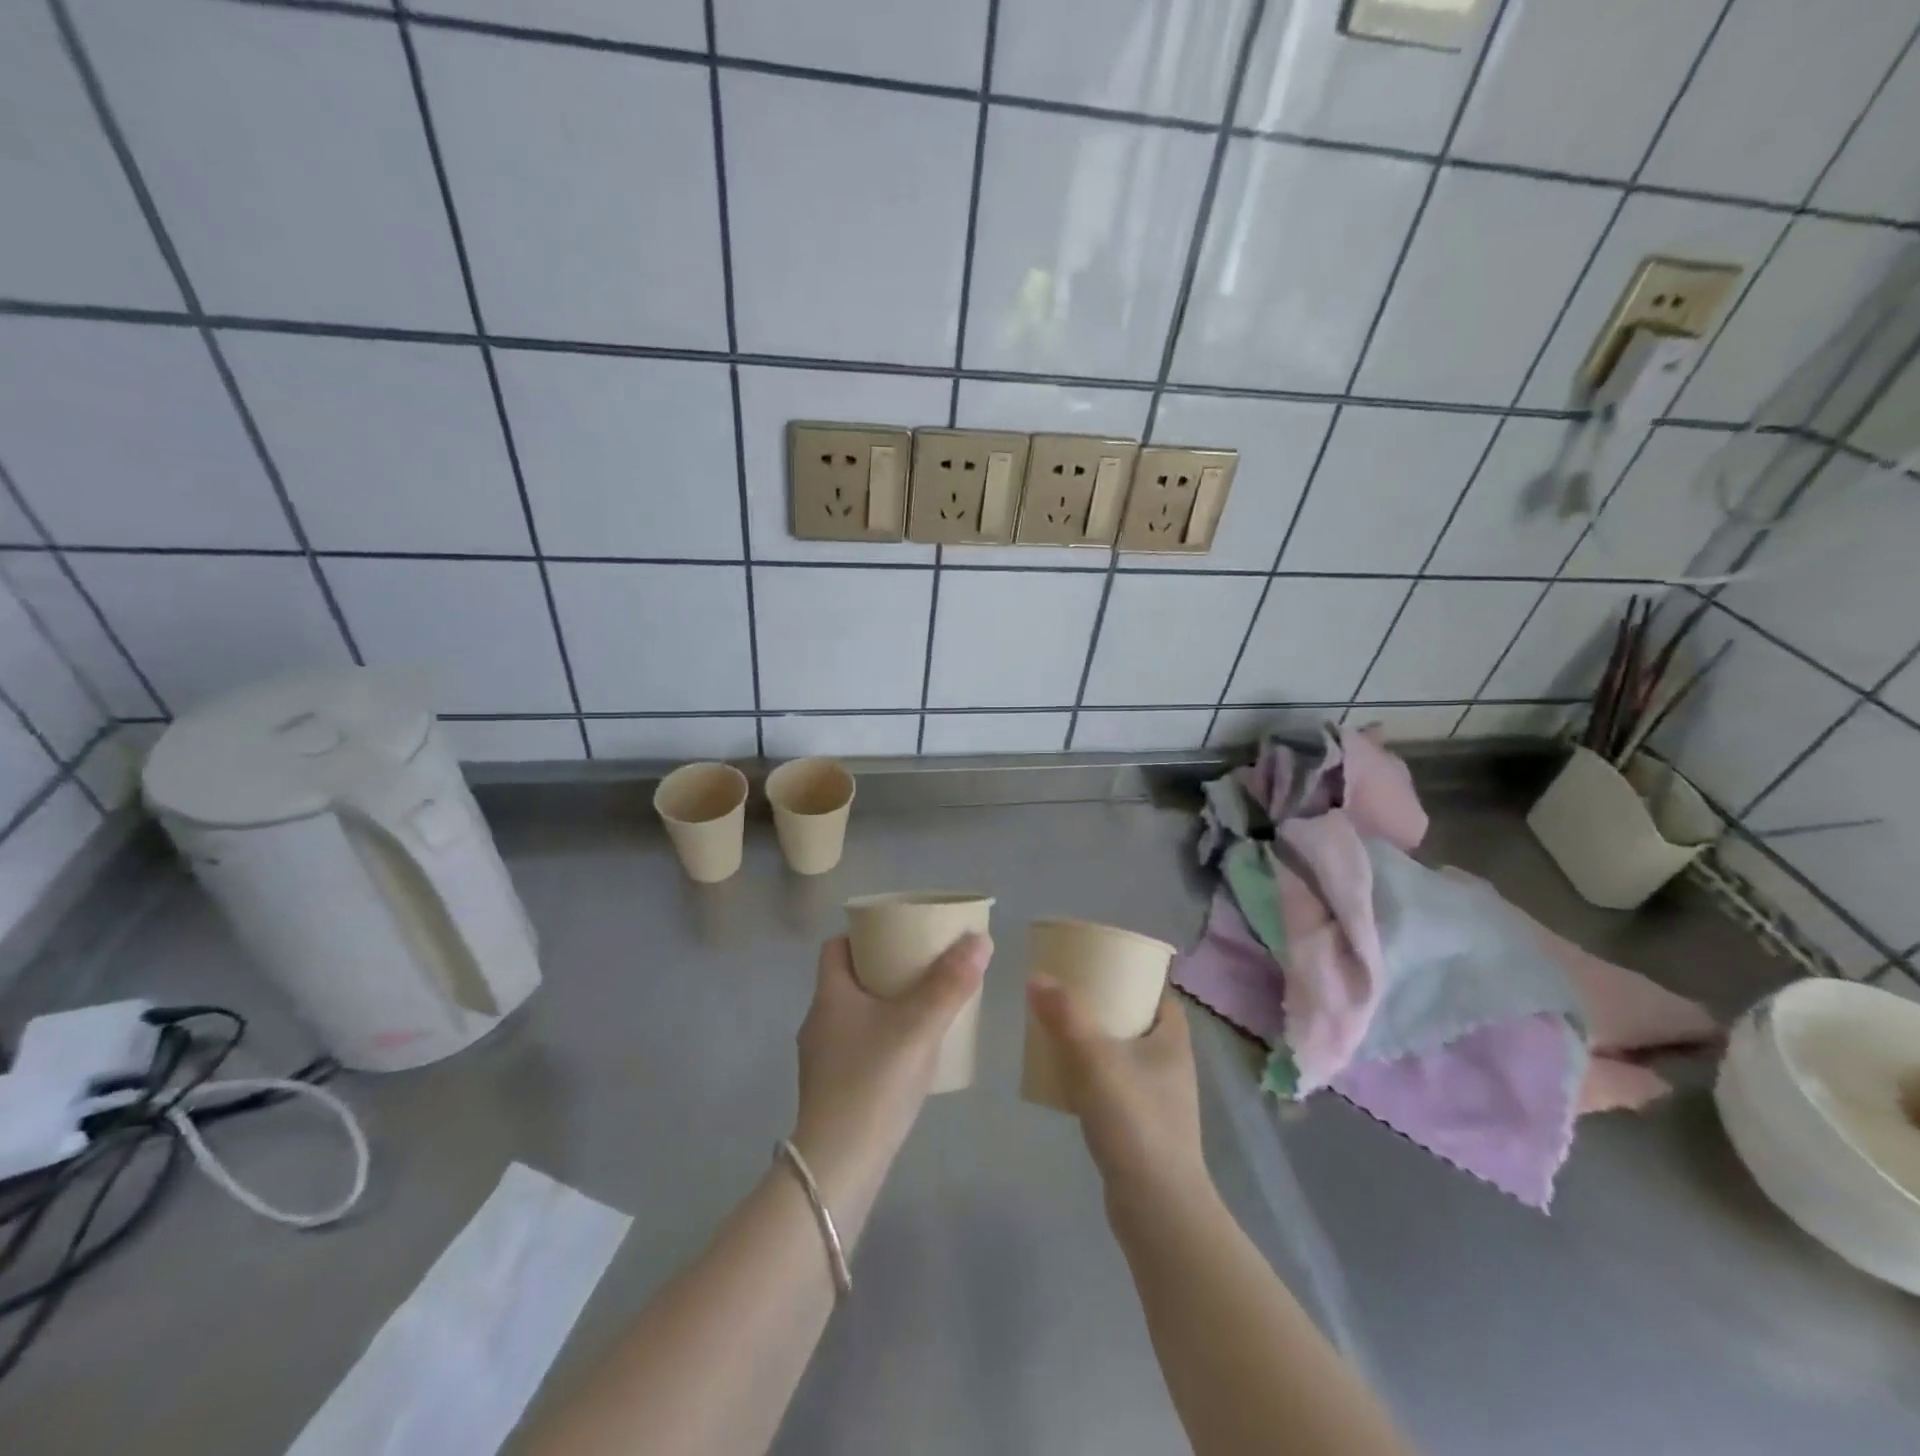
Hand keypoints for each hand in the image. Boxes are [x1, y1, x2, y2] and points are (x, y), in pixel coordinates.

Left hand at [792, 934, 989, 1216]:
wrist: (839, 1166)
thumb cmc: (873, 1082)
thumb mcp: (918, 1026)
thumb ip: (950, 984)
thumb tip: (980, 939)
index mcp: (829, 996)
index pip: (835, 948)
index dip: (863, 935)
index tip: (897, 934)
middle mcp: (818, 1022)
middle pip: (848, 980)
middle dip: (883, 969)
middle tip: (921, 967)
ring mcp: (821, 1060)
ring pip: (854, 1016)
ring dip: (884, 1006)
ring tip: (922, 1007)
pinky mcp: (831, 1090)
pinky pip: (857, 1047)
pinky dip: (881, 1039)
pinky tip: (909, 1054)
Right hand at [1026, 979, 1209, 1205]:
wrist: (1156, 1208)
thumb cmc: (1134, 1122)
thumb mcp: (1095, 1059)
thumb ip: (1066, 1016)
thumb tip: (1037, 975)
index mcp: (1172, 1040)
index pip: (1158, 993)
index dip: (1131, 976)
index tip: (1097, 966)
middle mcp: (1171, 1065)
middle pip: (1138, 1020)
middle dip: (1106, 1006)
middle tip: (1068, 996)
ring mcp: (1159, 1099)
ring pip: (1125, 1054)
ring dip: (1097, 1041)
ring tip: (1060, 1031)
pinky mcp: (1143, 1128)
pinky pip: (1116, 1086)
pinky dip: (1093, 1075)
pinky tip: (1066, 1079)